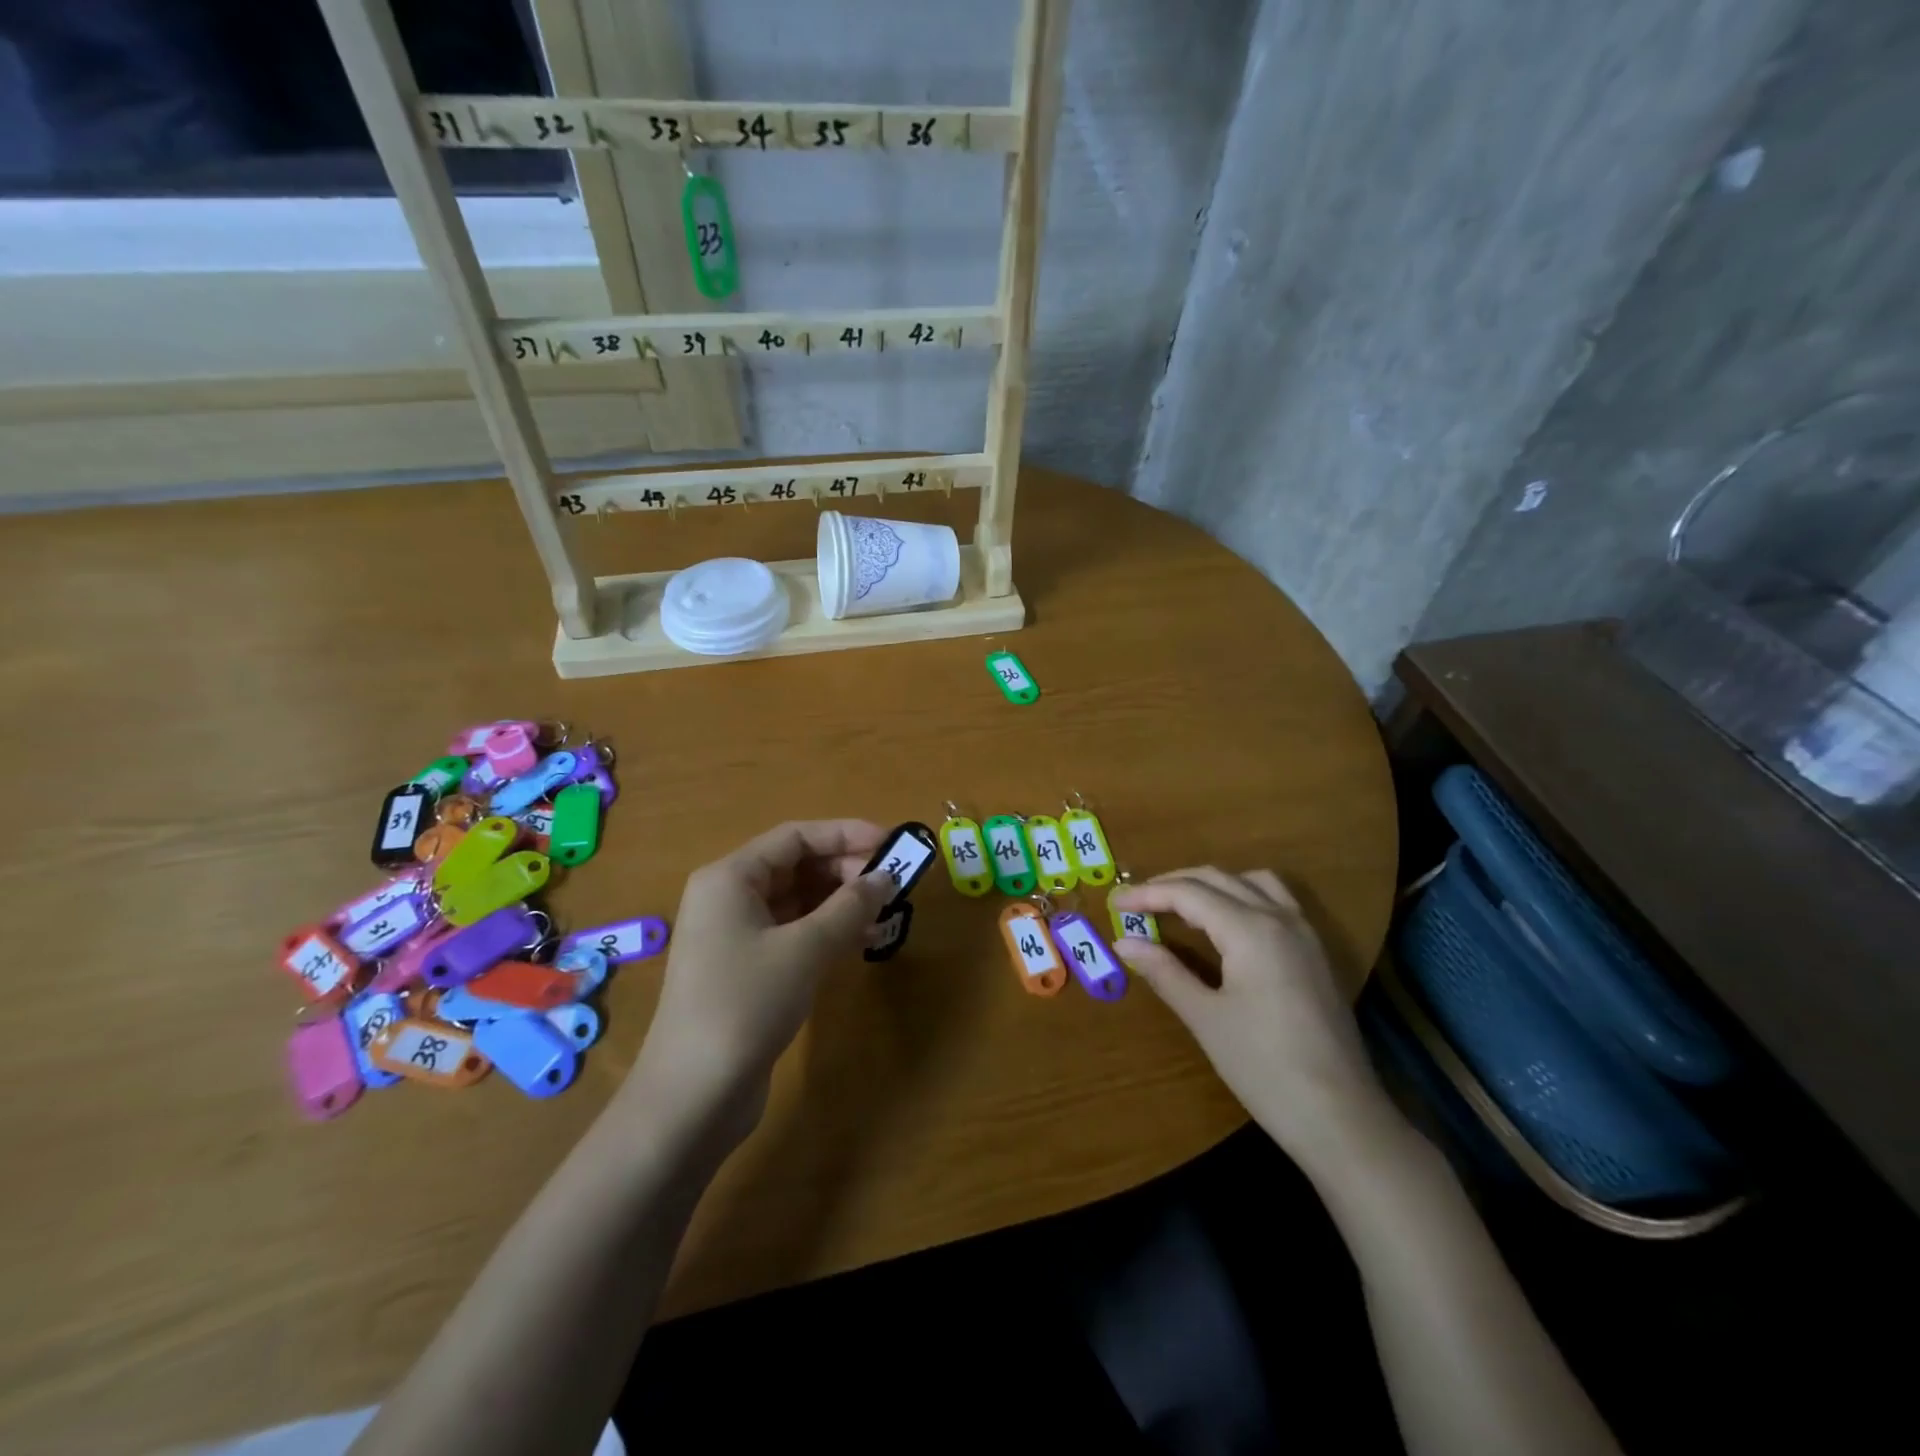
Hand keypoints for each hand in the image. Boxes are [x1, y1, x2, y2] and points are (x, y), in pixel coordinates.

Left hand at [627, 820, 894, 1143]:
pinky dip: (828, 932)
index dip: (846, 834)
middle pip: (797, 866)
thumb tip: (886, 876)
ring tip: (887, 913)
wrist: (693, 1096)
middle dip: (846, 870)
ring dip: (842, 903)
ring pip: (799, 901)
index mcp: (730, 877)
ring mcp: (736, 935)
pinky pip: (794, 933)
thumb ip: (850, 906)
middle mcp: (729, 897)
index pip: (796, 837)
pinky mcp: (747, 969)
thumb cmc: (745, 1004)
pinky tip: (865, 942)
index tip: (892, 843)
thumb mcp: (805, 949)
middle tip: (892, 884)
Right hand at [1109, 868, 1392, 1168]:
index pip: (1188, 894)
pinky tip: (1224, 924)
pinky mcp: (1315, 952)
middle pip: (1217, 879)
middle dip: (1172, 884)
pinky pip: (1274, 900)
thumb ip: (1164, 972)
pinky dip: (1240, 896)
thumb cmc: (1264, 1067)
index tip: (1114, 903)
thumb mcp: (1205, 1018)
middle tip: (1136, 903)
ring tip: (1178, 905)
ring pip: (1251, 882)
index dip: (1147, 894)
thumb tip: (1124, 943)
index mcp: (1250, 930)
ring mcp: (1304, 933)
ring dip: (1210, 884)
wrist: (1341, 1117)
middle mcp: (1279, 917)